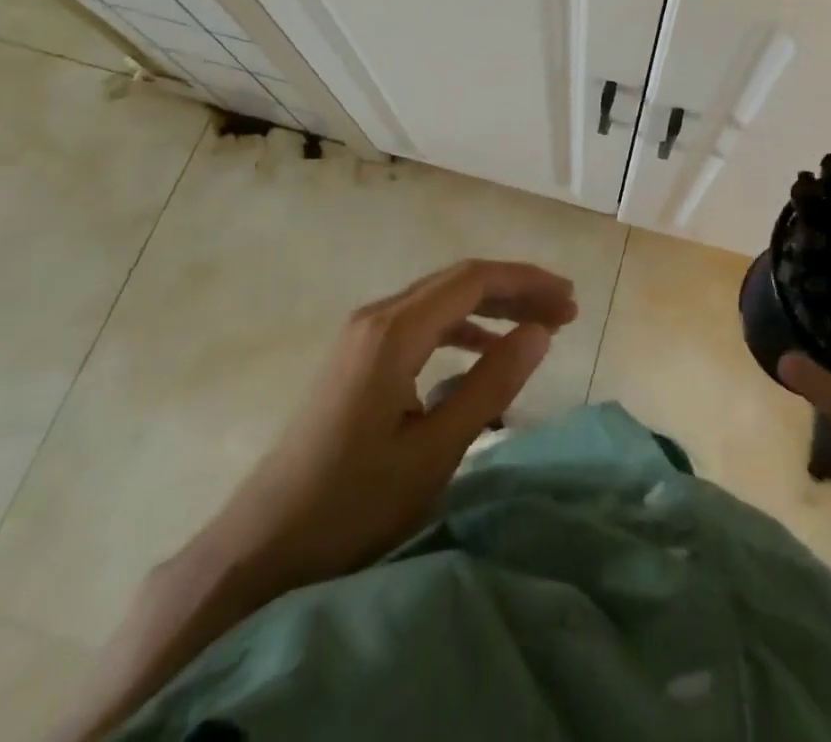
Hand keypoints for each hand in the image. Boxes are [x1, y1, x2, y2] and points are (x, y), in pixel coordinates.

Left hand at [190, 259, 578, 602]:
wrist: (261, 550)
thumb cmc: (352, 505)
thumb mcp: (434, 451)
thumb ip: (491, 385)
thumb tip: (540, 332)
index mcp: (394, 331)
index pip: (474, 280)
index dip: (527, 283)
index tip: (570, 301)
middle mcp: (376, 317)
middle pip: (458, 282)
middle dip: (515, 291)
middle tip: (564, 312)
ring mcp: (361, 336)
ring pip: (440, 301)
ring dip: (490, 309)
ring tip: (535, 328)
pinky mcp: (355, 359)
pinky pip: (420, 324)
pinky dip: (461, 329)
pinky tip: (482, 351)